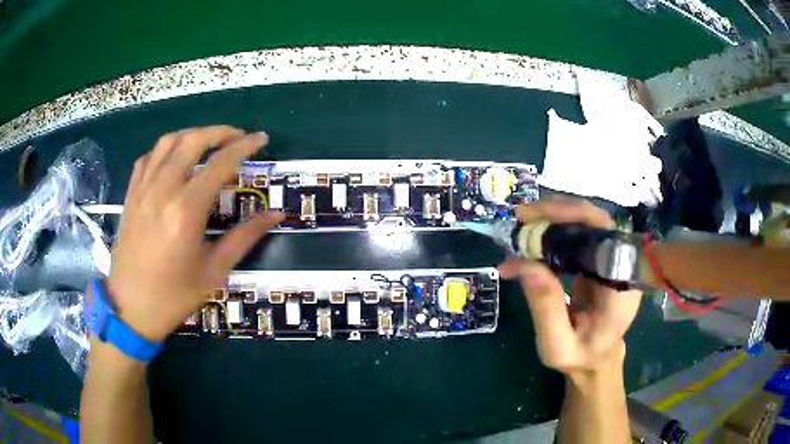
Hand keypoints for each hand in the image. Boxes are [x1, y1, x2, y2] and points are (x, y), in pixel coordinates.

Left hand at [104, 126, 282, 341]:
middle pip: (193, 141)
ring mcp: (143, 190)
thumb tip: (275, 214)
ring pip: (168, 142)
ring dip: (192, 134)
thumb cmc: (174, 296)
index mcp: (186, 210)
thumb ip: (244, 238)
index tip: (261, 138)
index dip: (244, 146)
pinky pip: (148, 158)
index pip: (220, 163)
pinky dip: (165, 149)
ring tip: (208, 141)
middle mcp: (163, 190)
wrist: (130, 308)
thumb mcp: (214, 272)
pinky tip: (174, 158)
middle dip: (220, 132)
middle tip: (237, 137)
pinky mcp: (131, 195)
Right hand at [499, 198, 640, 374]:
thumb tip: (524, 262)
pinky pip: (580, 236)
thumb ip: (546, 308)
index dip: (573, 217)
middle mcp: (622, 265)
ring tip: (522, 223)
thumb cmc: (580, 357)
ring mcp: (613, 260)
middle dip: (558, 212)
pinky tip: (534, 239)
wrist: (596, 359)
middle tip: (521, 216)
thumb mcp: (557, 346)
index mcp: (620, 286)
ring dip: (554, 218)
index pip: (605, 234)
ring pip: (587, 223)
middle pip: (596, 221)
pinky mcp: (600, 259)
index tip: (535, 218)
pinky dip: (555, 231)